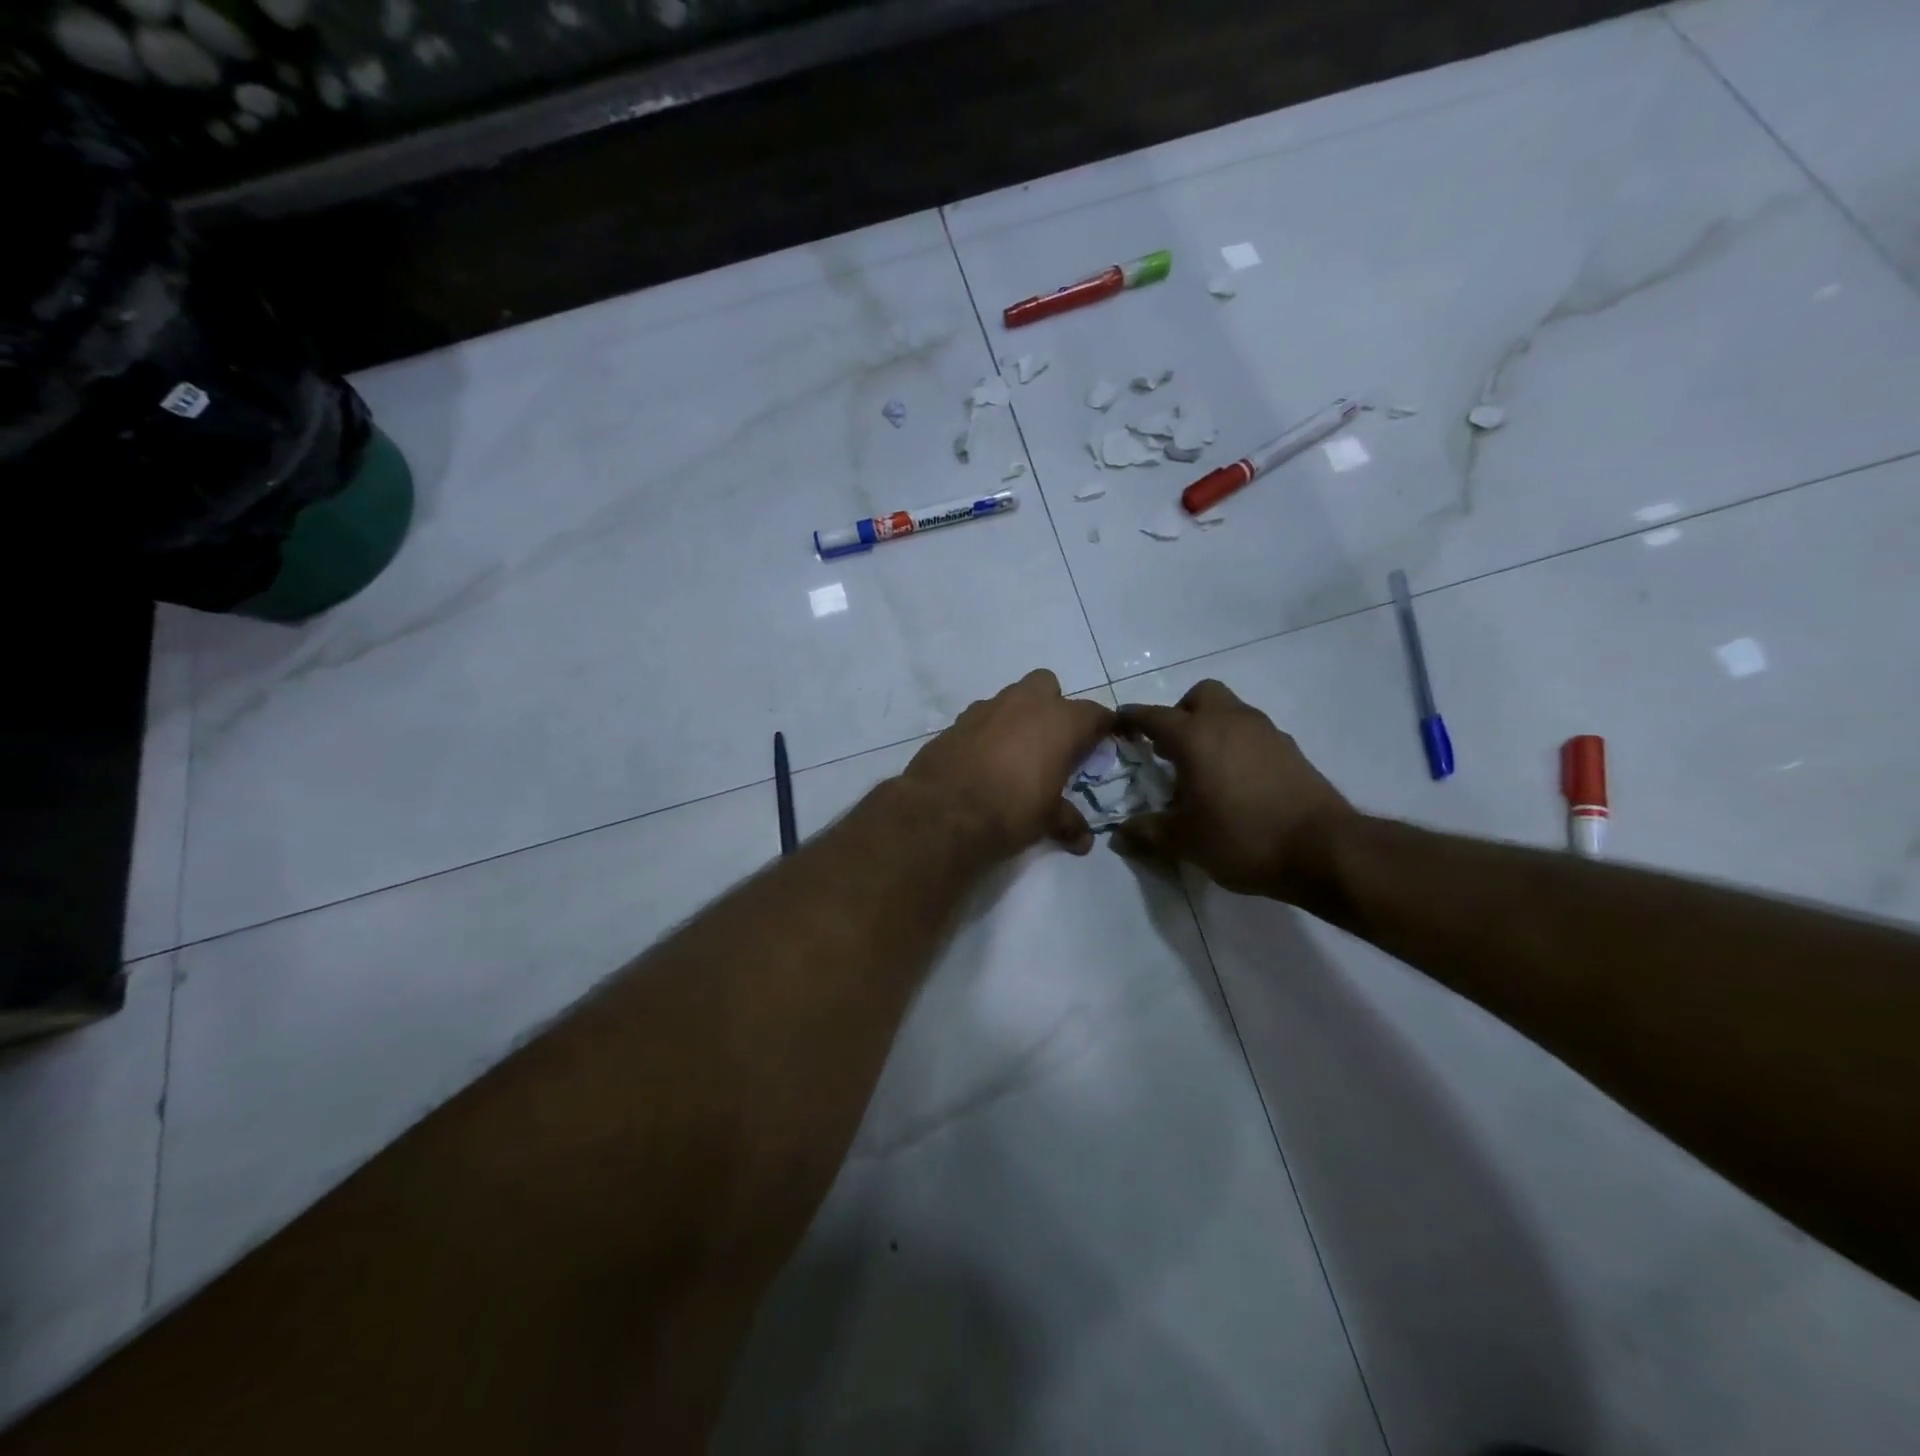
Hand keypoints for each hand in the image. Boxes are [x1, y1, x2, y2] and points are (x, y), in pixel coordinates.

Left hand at [902, 669, 1115, 858]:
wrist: (943, 811)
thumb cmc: (1011, 810)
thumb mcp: (1047, 820)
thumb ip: (1067, 822)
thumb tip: (1083, 841)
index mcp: (1061, 722)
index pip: (1095, 714)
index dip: (1100, 729)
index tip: (1100, 743)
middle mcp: (1026, 704)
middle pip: (1048, 686)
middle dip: (1051, 707)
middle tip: (1050, 743)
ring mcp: (987, 708)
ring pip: (1010, 699)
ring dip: (1016, 718)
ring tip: (1014, 754)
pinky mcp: (956, 721)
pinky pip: (981, 718)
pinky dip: (987, 732)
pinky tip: (983, 761)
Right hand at [1111, 680, 1355, 899]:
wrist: (1323, 849)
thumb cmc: (1242, 838)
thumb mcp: (1185, 841)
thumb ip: (1147, 833)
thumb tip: (1118, 836)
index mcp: (1195, 737)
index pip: (1152, 716)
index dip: (1131, 719)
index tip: (1117, 725)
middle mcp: (1229, 722)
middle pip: (1200, 696)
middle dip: (1180, 713)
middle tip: (1171, 749)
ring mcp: (1265, 732)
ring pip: (1230, 711)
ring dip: (1211, 729)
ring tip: (1203, 770)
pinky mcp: (1290, 749)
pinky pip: (1252, 734)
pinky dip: (1237, 746)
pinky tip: (1237, 783)